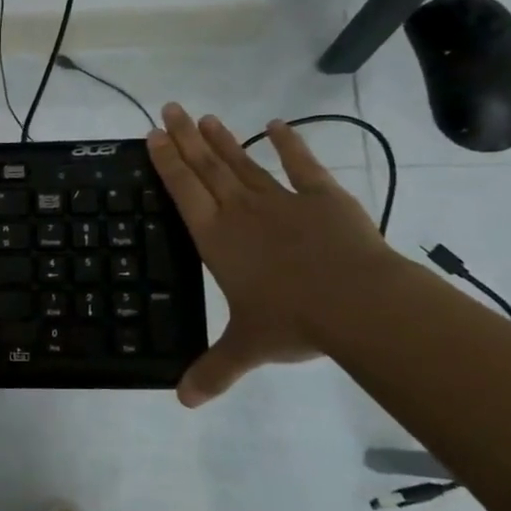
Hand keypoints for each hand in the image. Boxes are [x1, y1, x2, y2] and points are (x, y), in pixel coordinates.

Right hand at [147, 102, 395, 405]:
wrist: (358, 303)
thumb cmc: (291, 322)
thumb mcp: (246, 348)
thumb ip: (213, 370)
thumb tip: (183, 402)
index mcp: (216, 239)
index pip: (183, 191)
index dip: (166, 162)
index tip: (152, 135)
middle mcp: (241, 212)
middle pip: (206, 167)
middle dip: (185, 138)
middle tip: (169, 108)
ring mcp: (283, 201)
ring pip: (244, 163)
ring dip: (222, 139)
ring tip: (204, 116)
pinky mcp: (323, 199)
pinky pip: (302, 166)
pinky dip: (290, 144)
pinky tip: (278, 125)